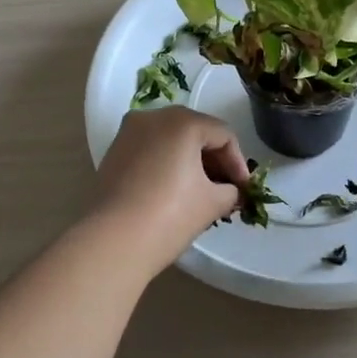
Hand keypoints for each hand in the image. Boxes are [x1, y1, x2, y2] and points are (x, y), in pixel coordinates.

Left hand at [92, 107, 251, 260]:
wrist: (113, 240)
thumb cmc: (170, 215)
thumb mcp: (212, 203)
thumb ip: (230, 190)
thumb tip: (229, 190)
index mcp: (183, 121)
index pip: (223, 135)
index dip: (238, 163)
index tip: (244, 190)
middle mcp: (154, 117)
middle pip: (195, 131)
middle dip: (214, 160)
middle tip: (226, 189)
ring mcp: (129, 132)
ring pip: (171, 139)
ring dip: (190, 161)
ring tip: (202, 192)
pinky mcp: (114, 151)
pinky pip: (151, 149)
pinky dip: (167, 163)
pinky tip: (174, 189)